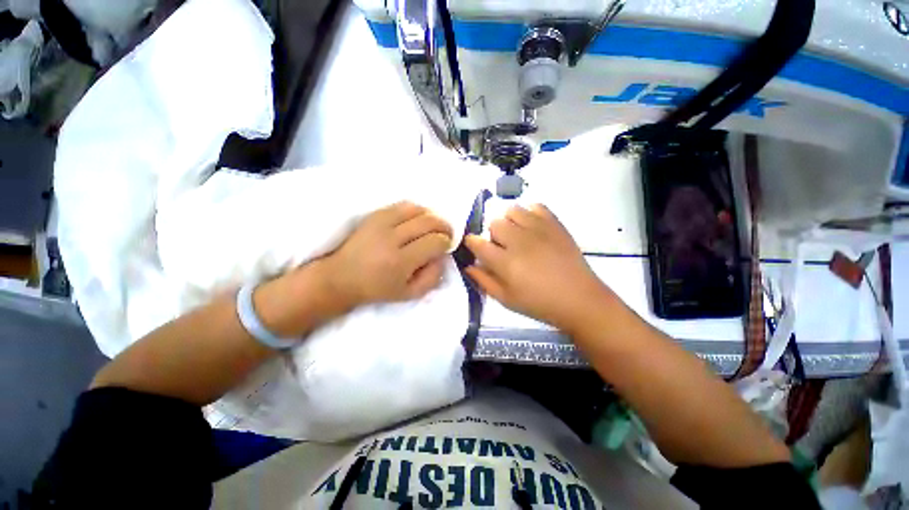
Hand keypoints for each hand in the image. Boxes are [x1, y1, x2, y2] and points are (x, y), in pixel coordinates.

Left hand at [321, 201, 452, 308]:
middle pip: (428, 222)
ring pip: (417, 210)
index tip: (446, 246)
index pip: (434, 242)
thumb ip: (432, 277)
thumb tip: (442, 256)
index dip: (446, 242)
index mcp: (400, 262)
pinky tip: (418, 219)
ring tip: (434, 225)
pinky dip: (416, 210)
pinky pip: (402, 205)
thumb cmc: (378, 289)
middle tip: (447, 233)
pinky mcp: (374, 215)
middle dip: (444, 226)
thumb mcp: (409, 294)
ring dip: (431, 216)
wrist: (341, 277)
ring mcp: (381, 223)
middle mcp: (391, 238)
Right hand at [465, 204, 612, 330]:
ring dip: (509, 221)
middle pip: (494, 223)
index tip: (475, 246)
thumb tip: (468, 265)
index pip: (478, 243)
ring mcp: (538, 229)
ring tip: (517, 235)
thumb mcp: (506, 299)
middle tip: (502, 247)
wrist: (579, 299)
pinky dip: (529, 213)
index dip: (472, 242)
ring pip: (512, 210)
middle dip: (493, 234)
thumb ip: (483, 280)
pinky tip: (532, 228)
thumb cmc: (539, 303)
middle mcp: (519, 241)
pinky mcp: (555, 224)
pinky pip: (535, 206)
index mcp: (505, 262)